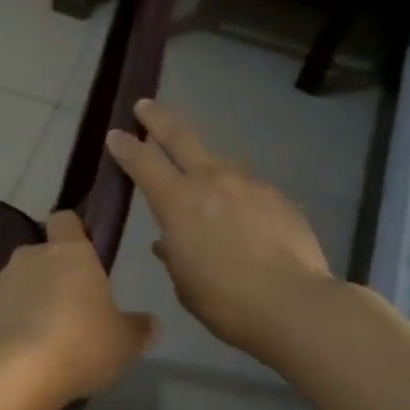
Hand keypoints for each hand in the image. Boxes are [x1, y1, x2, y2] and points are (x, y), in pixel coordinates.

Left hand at [0, 211, 155, 402]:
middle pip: (40, 256)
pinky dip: (0, 326)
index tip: (82, 255)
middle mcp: (29, 257)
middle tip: (67, 314)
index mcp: (69, 253)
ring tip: (38, 341)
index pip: (66, 220)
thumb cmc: (80, 346)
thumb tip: (150, 323)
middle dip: (50, 278)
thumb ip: (138, 328)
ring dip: (24, 302)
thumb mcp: (124, 344)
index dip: (73, 232)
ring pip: (14, 284)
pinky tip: (12, 355)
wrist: (15, 374)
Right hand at [105, 99, 333, 359]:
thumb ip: (174, 254)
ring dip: (206, 166)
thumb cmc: (225, 301)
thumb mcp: (184, 282)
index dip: (126, 146)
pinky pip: (249, 188)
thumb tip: (168, 242)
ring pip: (220, 162)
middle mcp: (211, 181)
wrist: (294, 304)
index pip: (142, 162)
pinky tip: (245, 220)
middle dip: (158, 118)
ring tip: (206, 185)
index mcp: (178, 202)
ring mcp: (249, 185)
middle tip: (145, 105)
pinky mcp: (278, 197)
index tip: (115, 134)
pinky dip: (238, 197)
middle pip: (180, 136)